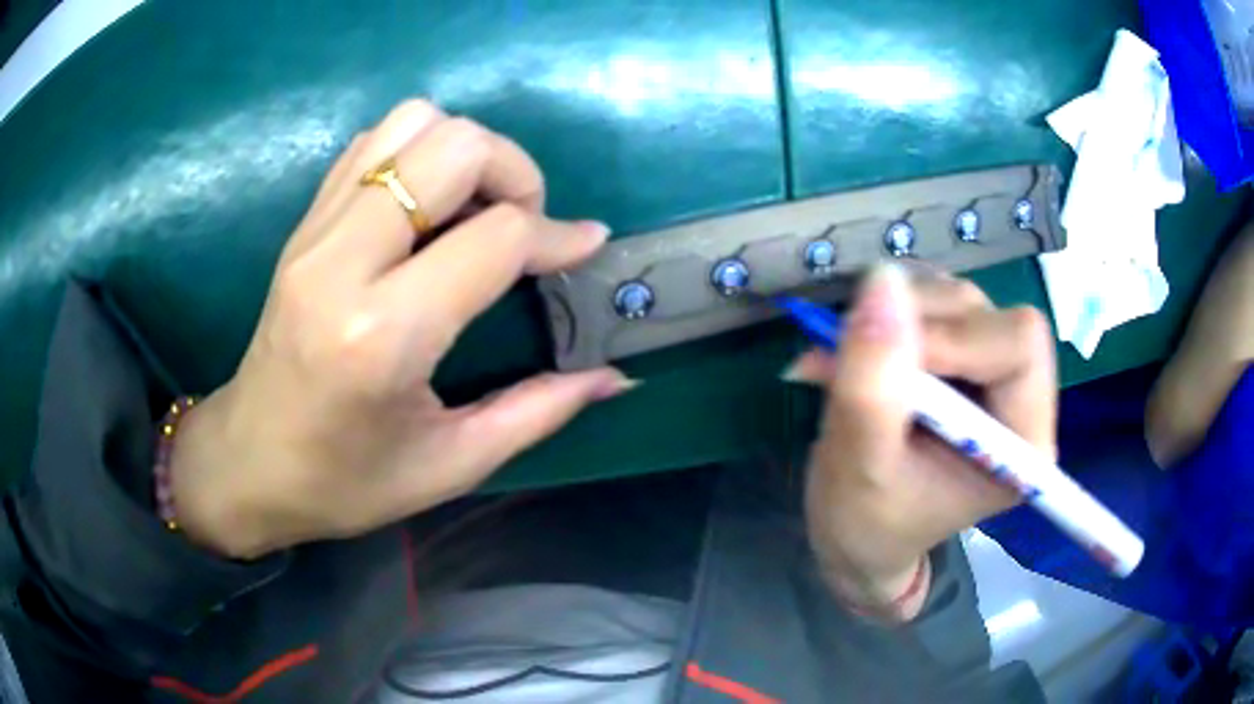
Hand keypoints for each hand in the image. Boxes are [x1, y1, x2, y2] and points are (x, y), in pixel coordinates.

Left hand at [169, 101, 633, 558]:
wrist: (249, 462)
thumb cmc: (346, 482)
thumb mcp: (452, 464)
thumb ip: (540, 411)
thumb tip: (616, 378)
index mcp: (383, 336)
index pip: (496, 236)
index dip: (556, 235)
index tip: (582, 250)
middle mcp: (343, 263)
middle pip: (454, 147)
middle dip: (514, 171)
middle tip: (523, 225)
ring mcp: (316, 232)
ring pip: (412, 122)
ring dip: (464, 152)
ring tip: (475, 211)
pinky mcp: (304, 222)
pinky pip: (374, 143)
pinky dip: (418, 153)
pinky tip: (427, 208)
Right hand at [787, 265, 1056, 620]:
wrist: (857, 534)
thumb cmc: (865, 524)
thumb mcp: (860, 469)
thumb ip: (871, 387)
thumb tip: (881, 279)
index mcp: (1023, 441)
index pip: (1017, 344)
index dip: (954, 338)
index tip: (884, 363)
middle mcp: (1019, 396)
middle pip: (985, 313)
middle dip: (915, 325)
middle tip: (854, 357)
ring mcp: (989, 368)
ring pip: (953, 299)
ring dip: (894, 317)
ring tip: (848, 361)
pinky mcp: (960, 352)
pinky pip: (930, 298)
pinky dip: (885, 312)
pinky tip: (861, 350)